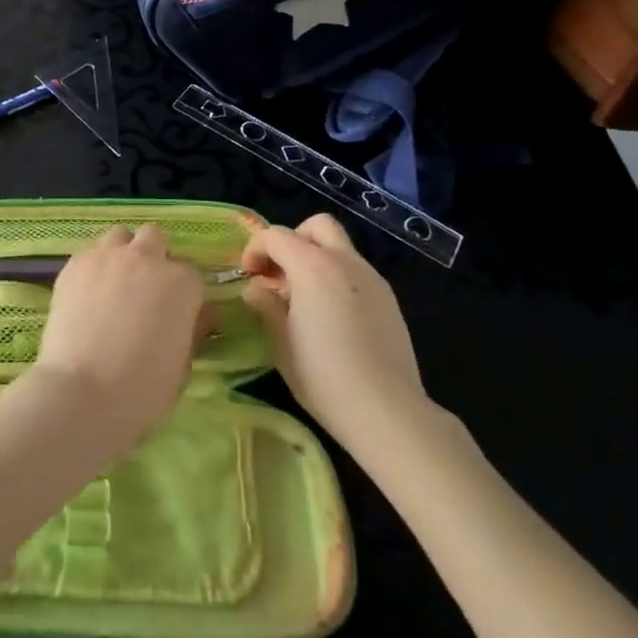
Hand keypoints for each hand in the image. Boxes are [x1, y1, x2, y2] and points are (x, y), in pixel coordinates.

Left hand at [30, 225, 207, 454]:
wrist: (82, 391)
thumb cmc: (141, 389)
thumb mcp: (183, 366)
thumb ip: (194, 331)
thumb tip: (204, 316)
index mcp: (182, 283)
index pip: (191, 274)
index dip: (183, 293)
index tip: (175, 312)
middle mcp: (147, 258)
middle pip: (155, 238)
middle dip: (154, 257)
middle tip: (144, 290)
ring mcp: (108, 256)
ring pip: (120, 236)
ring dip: (123, 252)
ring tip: (114, 283)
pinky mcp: (76, 263)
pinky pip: (91, 251)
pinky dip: (95, 266)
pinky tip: (88, 292)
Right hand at [241, 214, 432, 450]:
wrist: (387, 411)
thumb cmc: (323, 376)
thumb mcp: (281, 342)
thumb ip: (266, 305)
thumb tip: (256, 288)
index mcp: (313, 266)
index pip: (276, 235)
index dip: (255, 249)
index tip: (248, 276)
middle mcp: (345, 261)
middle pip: (317, 226)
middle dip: (293, 240)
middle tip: (280, 273)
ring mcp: (372, 278)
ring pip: (340, 248)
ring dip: (316, 259)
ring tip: (304, 300)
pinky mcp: (389, 299)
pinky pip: (356, 272)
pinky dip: (337, 278)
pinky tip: (331, 317)